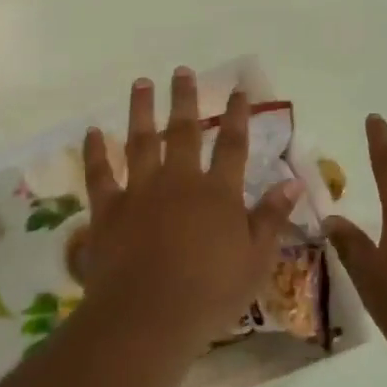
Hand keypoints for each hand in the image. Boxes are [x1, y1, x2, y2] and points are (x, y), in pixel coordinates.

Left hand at [80, 68, 300, 347]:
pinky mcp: (108, 209)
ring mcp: (140, 191)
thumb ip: (271, 217)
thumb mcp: (256, 260)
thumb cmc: (211, 293)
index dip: (237, 115)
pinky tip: (93, 131)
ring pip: (140, 140)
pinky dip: (95, 151)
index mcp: (218, 193)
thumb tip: (293, 182)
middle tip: (182, 70)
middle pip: (183, 131)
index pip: (232, 144)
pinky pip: (99, 173)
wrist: (149, 315)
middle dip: (184, 99)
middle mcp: (179, 181)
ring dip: (141, 110)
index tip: (239, 90)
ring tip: (141, 83)